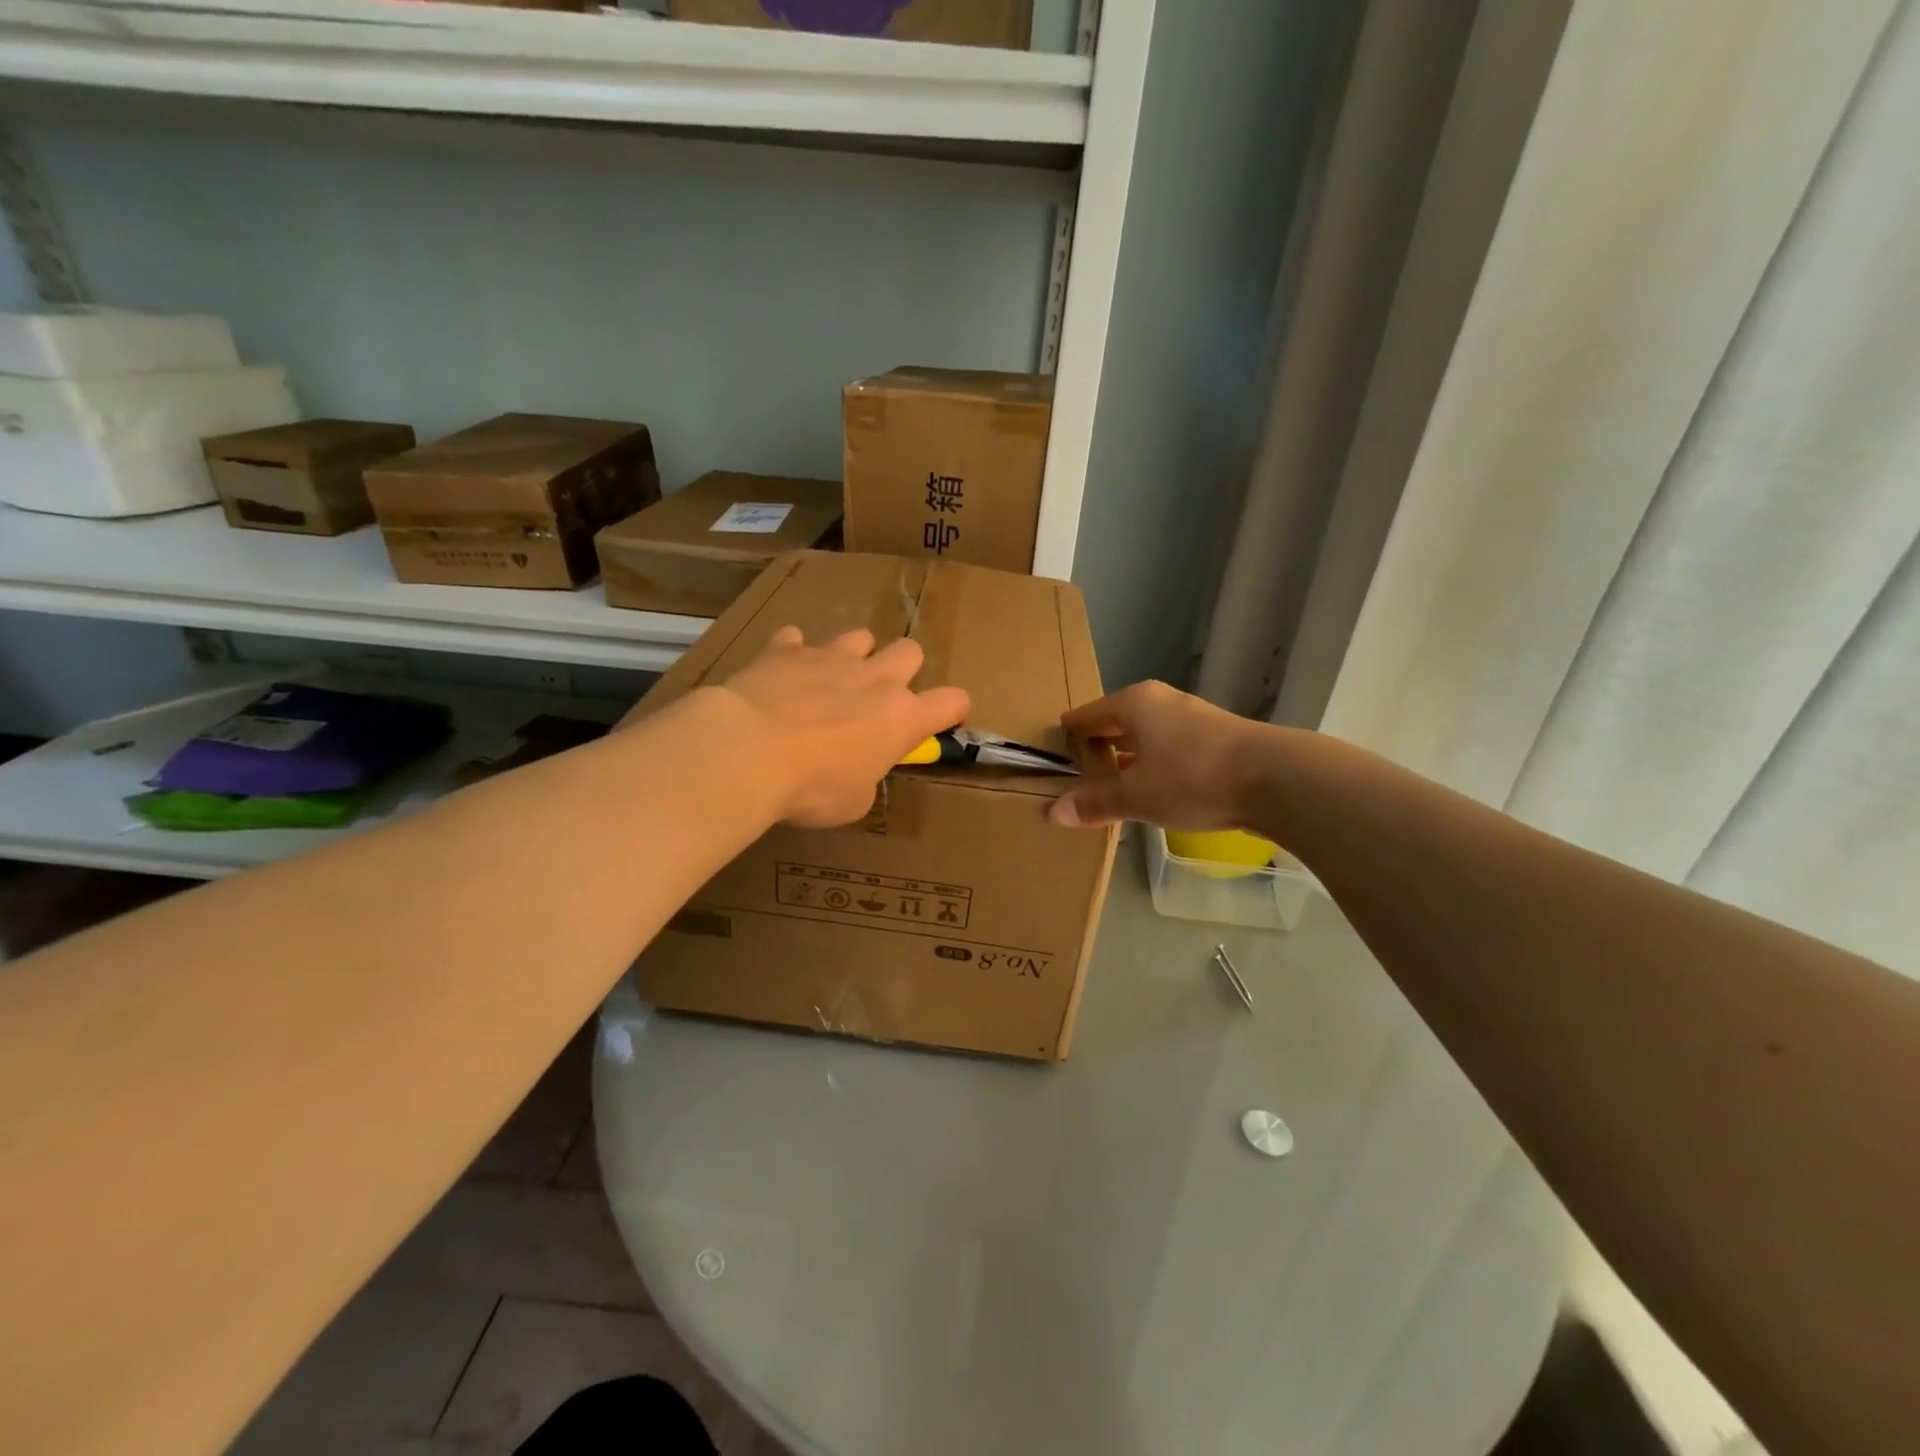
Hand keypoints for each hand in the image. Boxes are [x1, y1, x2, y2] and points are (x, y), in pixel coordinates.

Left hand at [710, 626, 969, 828]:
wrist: (748, 751)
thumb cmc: (811, 787)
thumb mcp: (852, 801)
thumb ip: (866, 778)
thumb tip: (856, 771)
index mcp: (902, 718)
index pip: (952, 702)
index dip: (952, 709)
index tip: (941, 720)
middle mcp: (875, 679)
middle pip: (910, 651)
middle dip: (902, 669)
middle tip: (878, 697)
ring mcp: (830, 657)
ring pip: (859, 636)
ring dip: (852, 656)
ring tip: (830, 680)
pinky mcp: (786, 649)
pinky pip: (795, 640)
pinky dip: (792, 655)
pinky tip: (780, 674)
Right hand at [1050, 680, 1264, 829]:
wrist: (1276, 779)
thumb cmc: (1193, 778)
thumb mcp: (1137, 796)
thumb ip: (1096, 803)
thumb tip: (1054, 813)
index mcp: (1134, 704)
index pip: (1087, 715)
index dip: (1069, 734)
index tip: (1052, 752)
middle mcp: (1161, 702)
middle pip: (1117, 721)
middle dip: (1098, 746)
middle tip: (1077, 772)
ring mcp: (1192, 717)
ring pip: (1146, 735)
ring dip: (1129, 757)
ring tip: (1111, 783)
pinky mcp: (1217, 738)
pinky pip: (1170, 748)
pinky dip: (1155, 764)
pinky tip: (1154, 788)